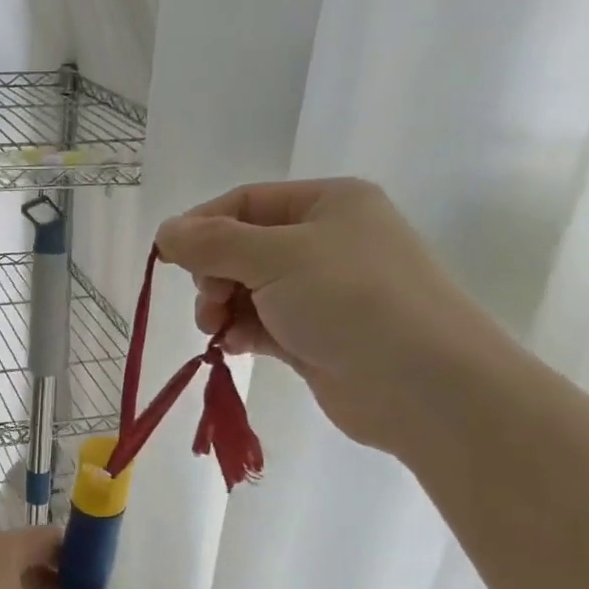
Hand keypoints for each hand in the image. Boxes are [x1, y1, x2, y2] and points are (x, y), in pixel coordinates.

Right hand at [155, 178, 508, 455]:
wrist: (424, 386)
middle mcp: (325, 241)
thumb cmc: (352, 300)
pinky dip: (242, 332)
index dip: (201, 227)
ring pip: (249, 290)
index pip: (244, 203)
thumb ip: (213, 244)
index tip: (168, 259)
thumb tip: (164, 231)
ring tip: (217, 329)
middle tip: (208, 302)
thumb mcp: (276, 259)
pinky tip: (233, 347)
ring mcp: (322, 292)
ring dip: (223, 307)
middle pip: (242, 248)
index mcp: (326, 204)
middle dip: (214, 274)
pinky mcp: (316, 336)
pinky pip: (263, 324)